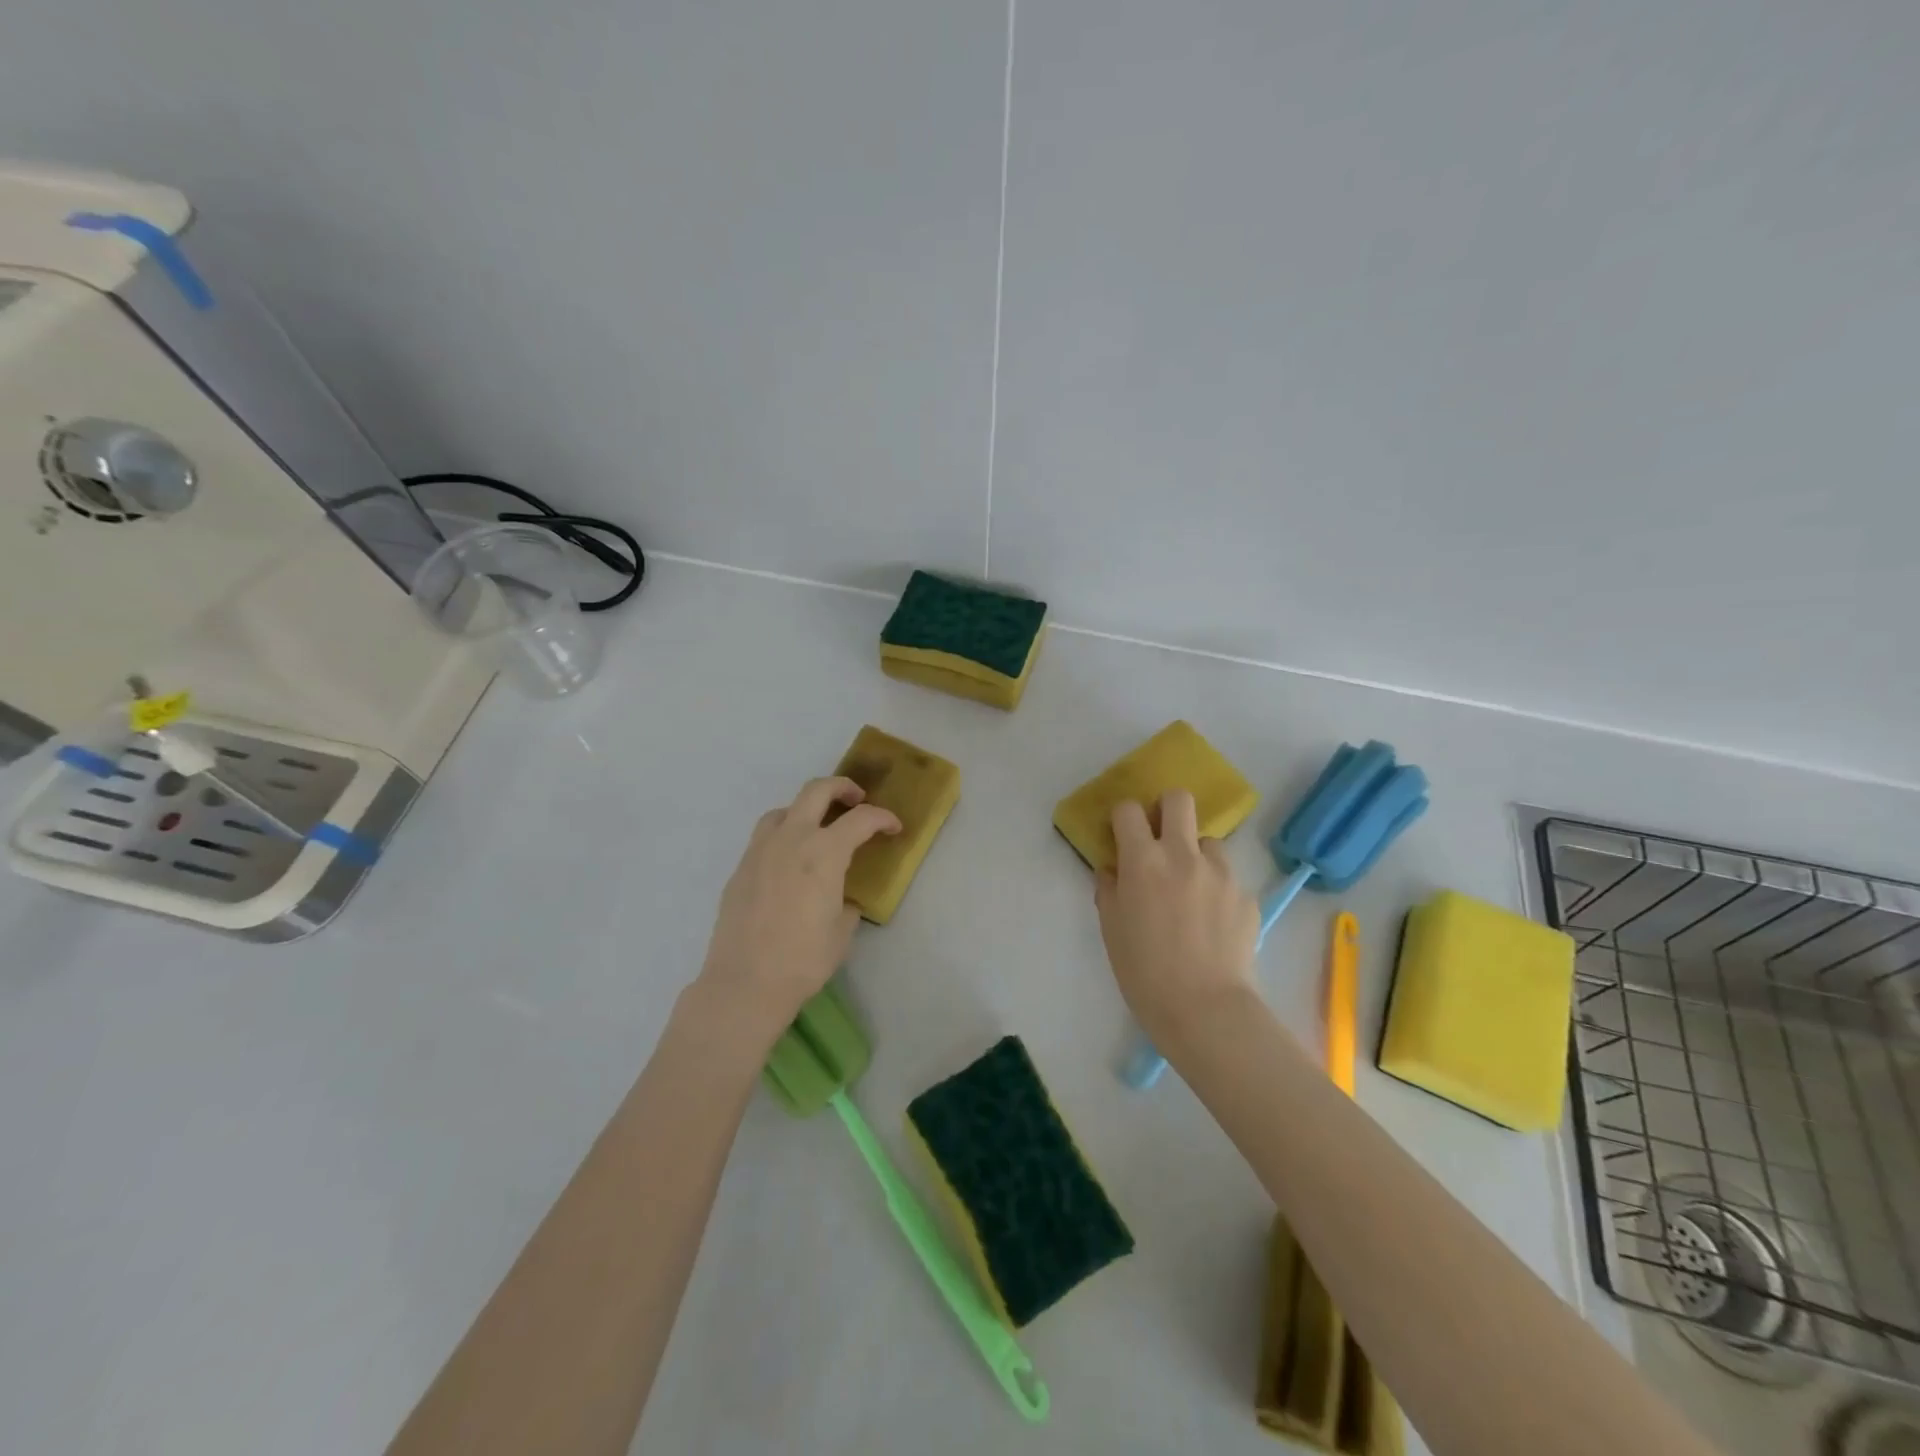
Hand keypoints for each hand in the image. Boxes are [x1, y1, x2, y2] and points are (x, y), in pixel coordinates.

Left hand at [696, 776, 900, 1041]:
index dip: (883, 818)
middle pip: (817, 791)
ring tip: (817, 829)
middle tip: (856, 800)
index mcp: (824, 852)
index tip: (894, 828)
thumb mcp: (842, 932)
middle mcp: (791, 839)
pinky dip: (783, 835)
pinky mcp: (740, 868)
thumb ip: (847, 904)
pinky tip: (789, 862)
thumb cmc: (803, 959)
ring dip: (806, 809)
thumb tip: (844, 899)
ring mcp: (760, 850)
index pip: (861, 819)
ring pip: (784, 809)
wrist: (745, 983)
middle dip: (842, 788)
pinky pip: (764, 837)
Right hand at [1094, 791, 1259, 1038]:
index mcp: (1143, 860)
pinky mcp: (1246, 895)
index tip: (1121, 836)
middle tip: (1161, 839)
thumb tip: (1114, 870)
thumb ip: (1109, 890)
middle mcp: (1183, 854)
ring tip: (1191, 889)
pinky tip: (1212, 923)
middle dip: (1166, 809)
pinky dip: (1216, 889)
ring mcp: (1221, 872)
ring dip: (1195, 854)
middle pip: (1179, 799)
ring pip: (1208, 840)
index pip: (1128, 810)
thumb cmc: (1144, 971)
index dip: (1122, 818)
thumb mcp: (1111, 930)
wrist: (1205, 1009)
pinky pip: (1227, 878)